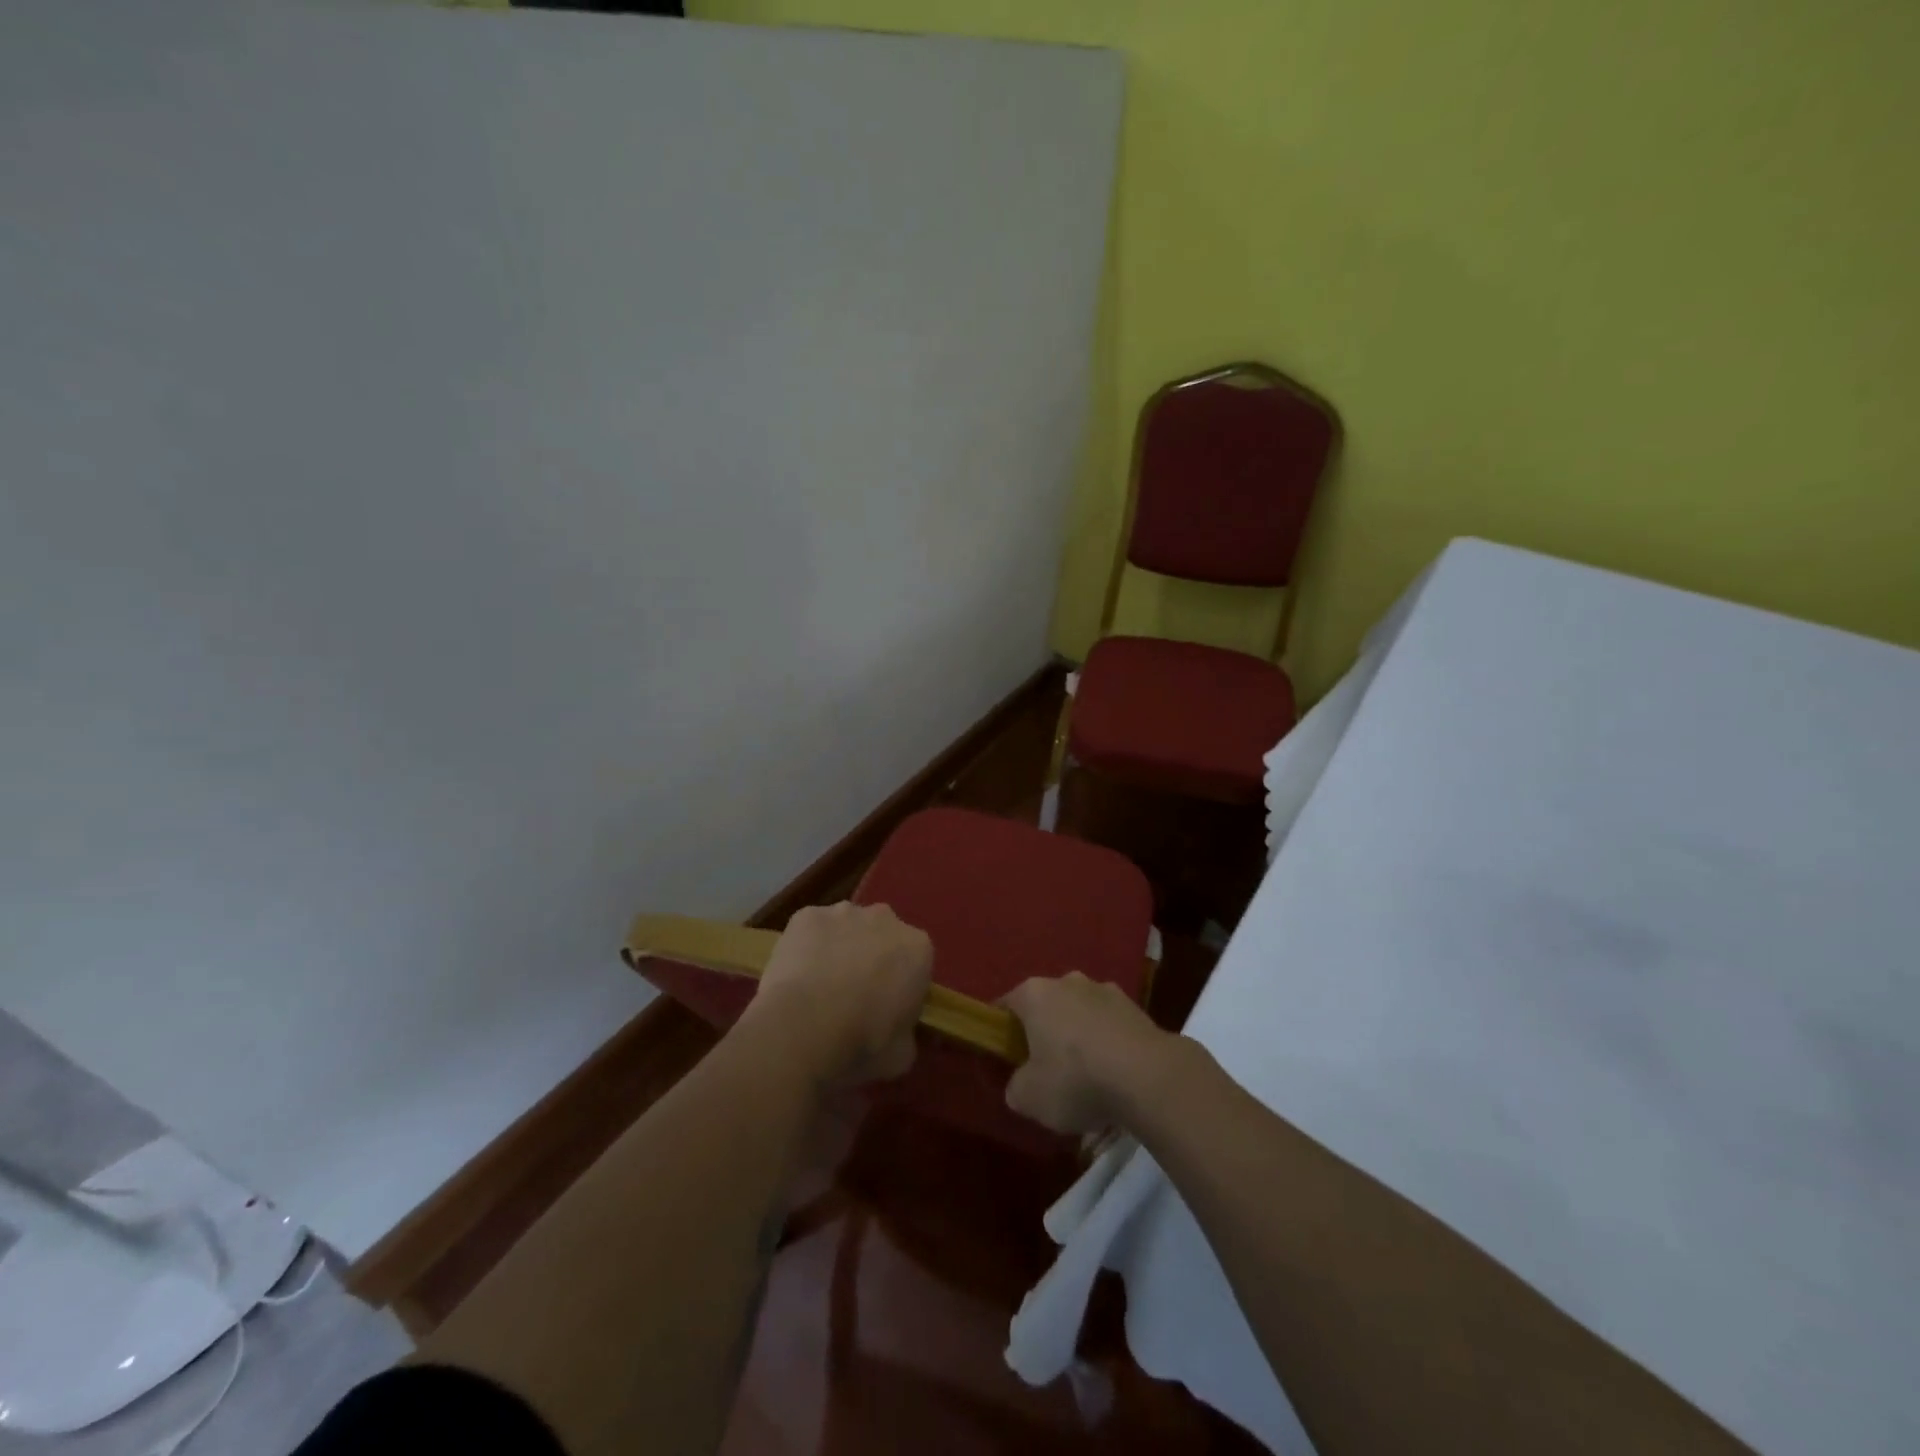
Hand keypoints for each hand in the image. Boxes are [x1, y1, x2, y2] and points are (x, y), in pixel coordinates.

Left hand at [743, 902, 931, 1085]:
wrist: (803, 1028)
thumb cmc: (861, 1043)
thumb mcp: (901, 1054)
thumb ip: (905, 1033)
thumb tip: (897, 1032)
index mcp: (917, 949)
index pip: (916, 962)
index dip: (901, 985)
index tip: (888, 1009)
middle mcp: (885, 919)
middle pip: (882, 935)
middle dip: (872, 958)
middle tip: (854, 996)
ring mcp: (843, 912)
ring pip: (846, 927)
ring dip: (840, 948)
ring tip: (819, 987)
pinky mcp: (806, 915)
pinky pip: (811, 930)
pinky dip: (807, 947)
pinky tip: (796, 976)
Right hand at [1001, 972, 1176, 1134]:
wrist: (1147, 1076)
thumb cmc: (1075, 1079)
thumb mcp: (1029, 1097)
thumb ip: (1016, 1087)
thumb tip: (1021, 1084)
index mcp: (1034, 993)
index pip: (1006, 1005)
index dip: (1002, 1031)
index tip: (1006, 1057)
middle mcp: (1067, 981)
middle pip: (1047, 1007)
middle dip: (1045, 1033)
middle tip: (1046, 1071)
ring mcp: (1105, 990)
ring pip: (1081, 1014)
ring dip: (1080, 1038)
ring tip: (1087, 1079)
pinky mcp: (1136, 1007)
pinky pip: (1110, 1027)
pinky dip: (1108, 1046)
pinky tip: (1114, 1078)